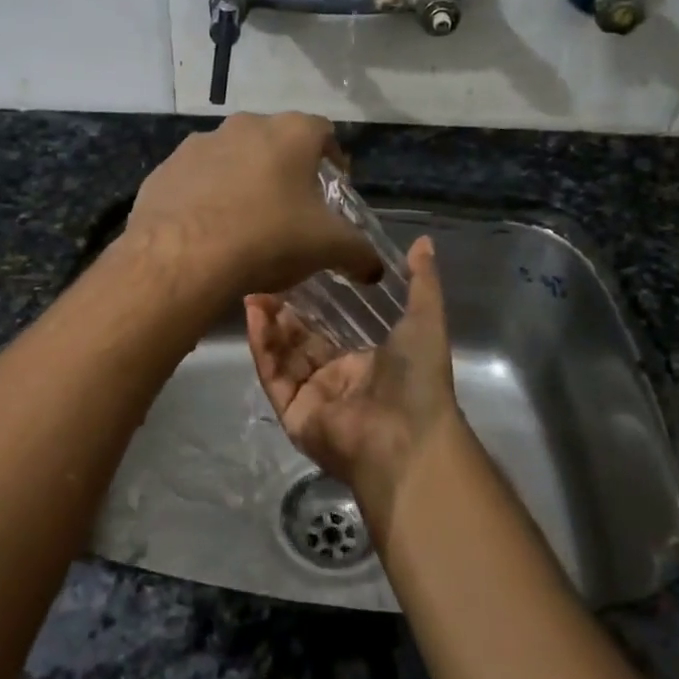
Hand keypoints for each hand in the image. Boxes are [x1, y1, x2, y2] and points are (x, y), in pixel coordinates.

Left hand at [124, 113, 380, 302]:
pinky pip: (195, 180)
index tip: (335, 186)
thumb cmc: (268, 238)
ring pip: (231, 158)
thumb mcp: (326, 248)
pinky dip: (205, 197)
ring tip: (246, 222)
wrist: (182, 256)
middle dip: (286, 170)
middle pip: (274, 142)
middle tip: (292, 208)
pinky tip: (208, 230)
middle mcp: (243, 126)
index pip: (323, 132)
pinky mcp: (165, 170)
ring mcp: (198, 145)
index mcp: (290, 133)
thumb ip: (358, 253)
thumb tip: (376, 268)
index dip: (333, 159)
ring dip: (242, 181)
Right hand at [245, 236, 467, 514]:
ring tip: (253, 291)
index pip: (329, 332)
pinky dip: (262, 347)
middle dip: (283, 313)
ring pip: (282, 357)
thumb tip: (423, 241)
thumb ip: (422, 282)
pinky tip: (253, 316)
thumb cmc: (418, 378)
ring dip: (268, 325)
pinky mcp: (293, 415)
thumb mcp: (425, 320)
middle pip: (300, 343)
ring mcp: (313, 400)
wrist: (408, 437)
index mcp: (366, 364)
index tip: (295, 274)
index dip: (311, 306)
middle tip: (265, 279)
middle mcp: (336, 382)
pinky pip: (273, 376)